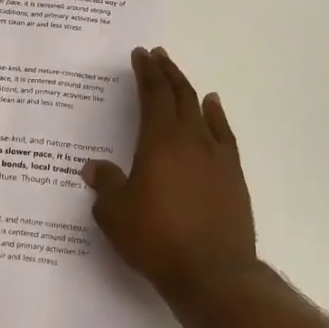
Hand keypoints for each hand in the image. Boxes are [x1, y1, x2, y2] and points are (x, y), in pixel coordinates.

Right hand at [82, 47, 257, 298]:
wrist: (212, 272)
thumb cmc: (156, 240)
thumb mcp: (115, 214)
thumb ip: (106, 185)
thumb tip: (95, 168)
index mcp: (159, 143)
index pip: (153, 96)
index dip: (146, 73)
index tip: (140, 55)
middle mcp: (190, 140)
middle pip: (179, 95)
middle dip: (167, 73)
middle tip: (157, 57)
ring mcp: (216, 157)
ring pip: (202, 111)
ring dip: (188, 89)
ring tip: (178, 77)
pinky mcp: (233, 176)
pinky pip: (224, 134)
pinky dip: (216, 115)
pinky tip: (212, 108)